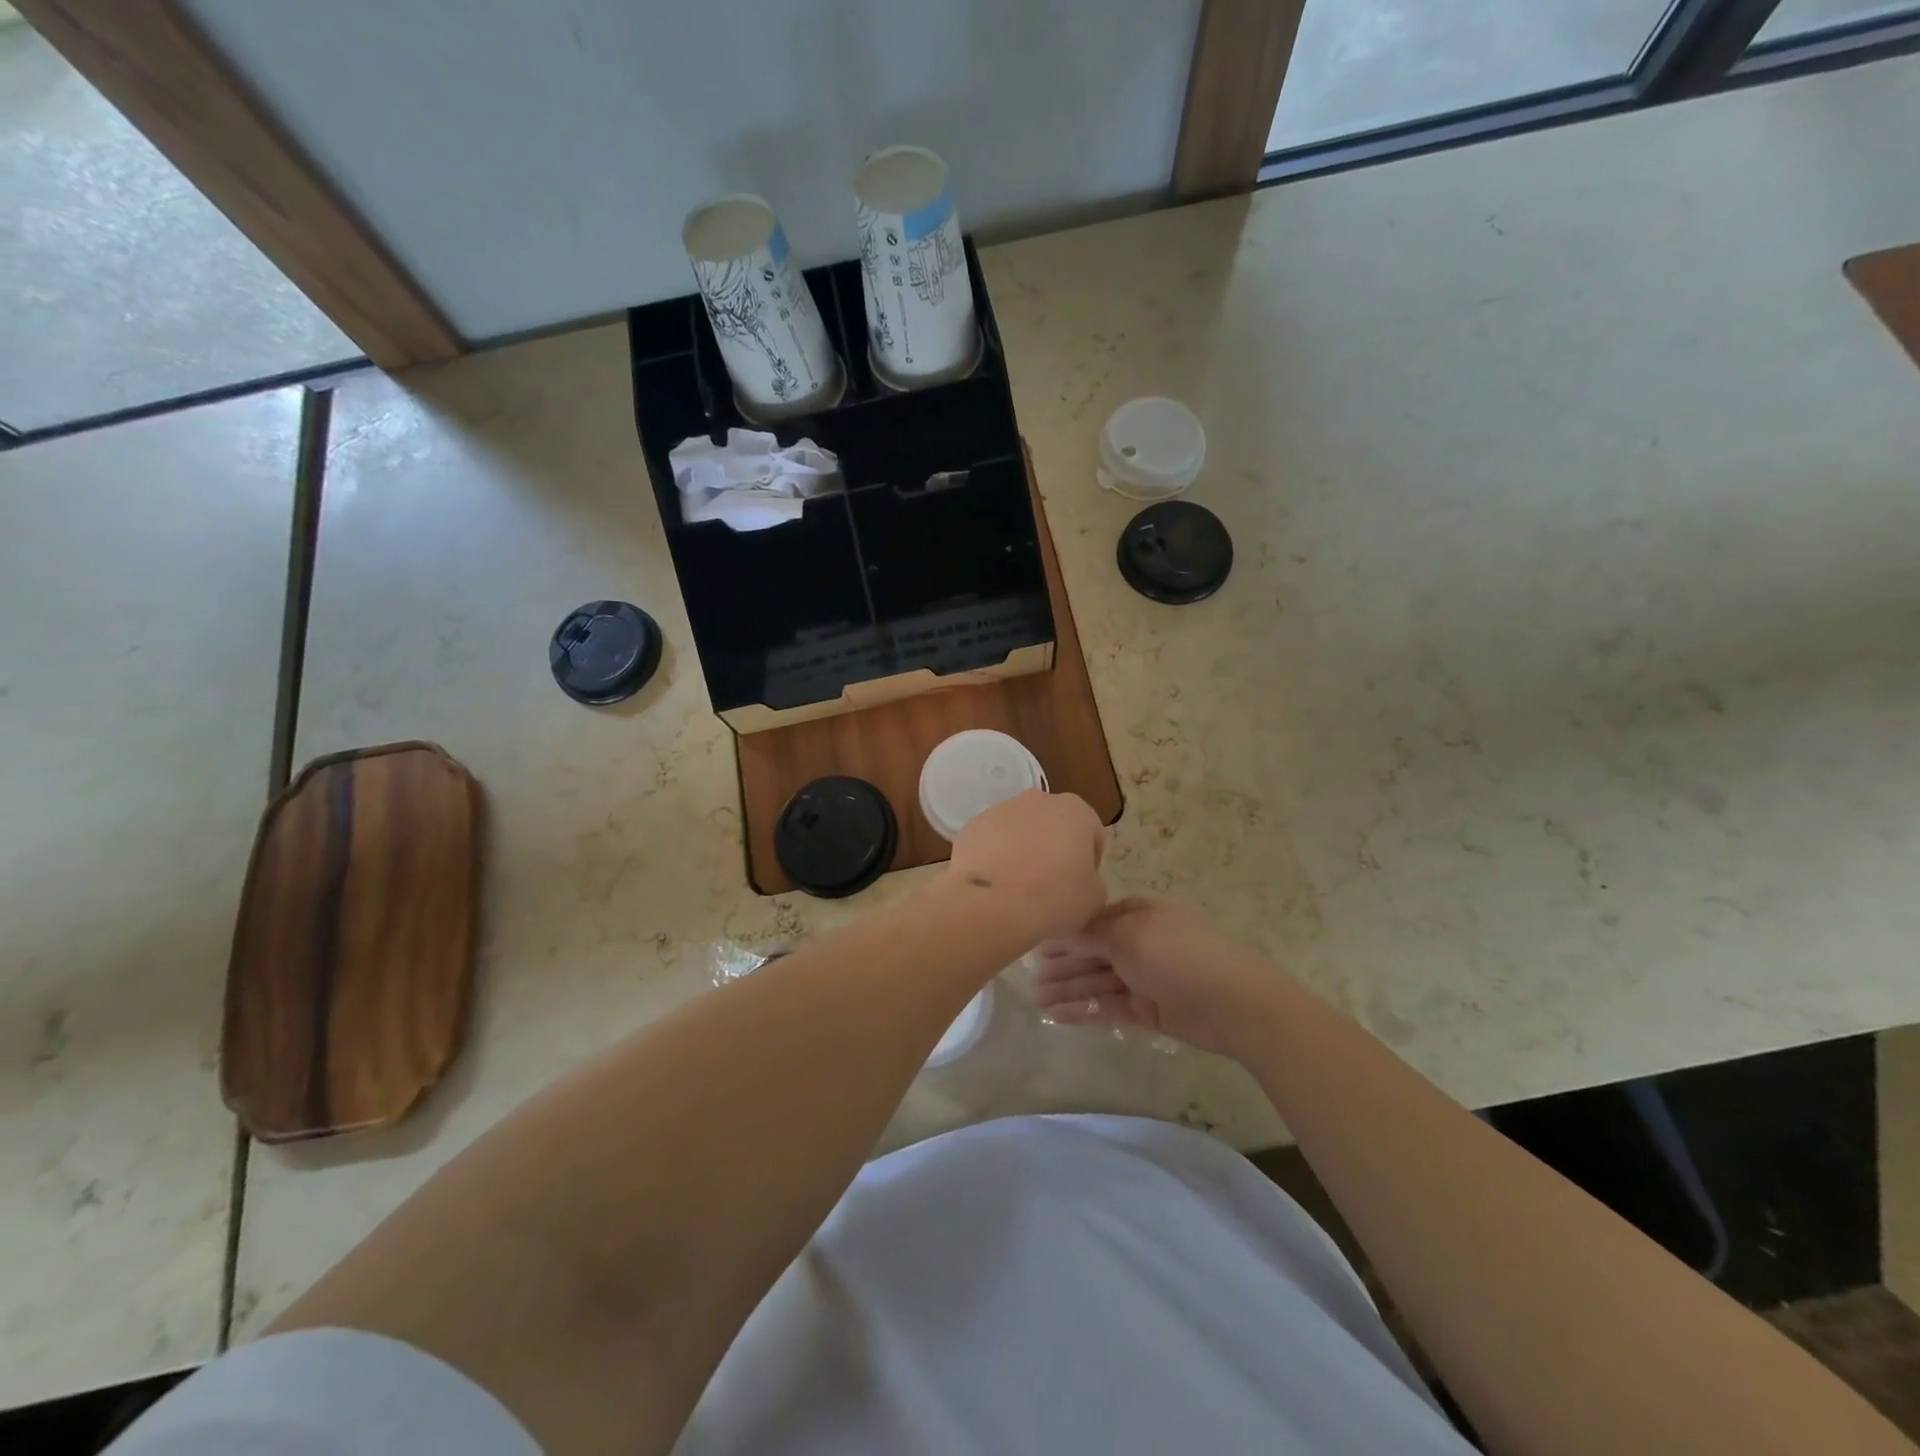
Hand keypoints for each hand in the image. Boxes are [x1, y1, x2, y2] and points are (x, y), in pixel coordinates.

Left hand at [943, 790, 1106, 943]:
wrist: (992, 903)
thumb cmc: (1054, 896)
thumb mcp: (1094, 897)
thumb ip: (1093, 880)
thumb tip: (1080, 880)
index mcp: (1075, 810)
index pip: (1091, 832)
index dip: (1090, 860)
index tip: (1081, 884)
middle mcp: (1037, 800)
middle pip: (1052, 824)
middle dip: (1053, 848)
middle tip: (1050, 883)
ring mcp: (999, 809)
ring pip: (1019, 830)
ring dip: (1022, 850)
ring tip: (1018, 886)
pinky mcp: (971, 825)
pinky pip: (990, 841)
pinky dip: (993, 856)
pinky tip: (994, 883)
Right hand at [1028, 897, 1281, 1055]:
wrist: (1233, 1004)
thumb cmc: (1178, 956)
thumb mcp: (1130, 934)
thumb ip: (1092, 932)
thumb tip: (1063, 924)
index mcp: (1137, 915)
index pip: (1092, 921)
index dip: (1063, 933)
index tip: (1032, 942)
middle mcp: (1138, 943)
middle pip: (1091, 953)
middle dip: (1061, 964)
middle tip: (1027, 979)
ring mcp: (1143, 978)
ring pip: (1096, 982)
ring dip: (1067, 989)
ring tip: (1035, 1001)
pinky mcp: (1147, 1010)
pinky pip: (1108, 1007)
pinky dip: (1084, 1011)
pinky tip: (1058, 1017)